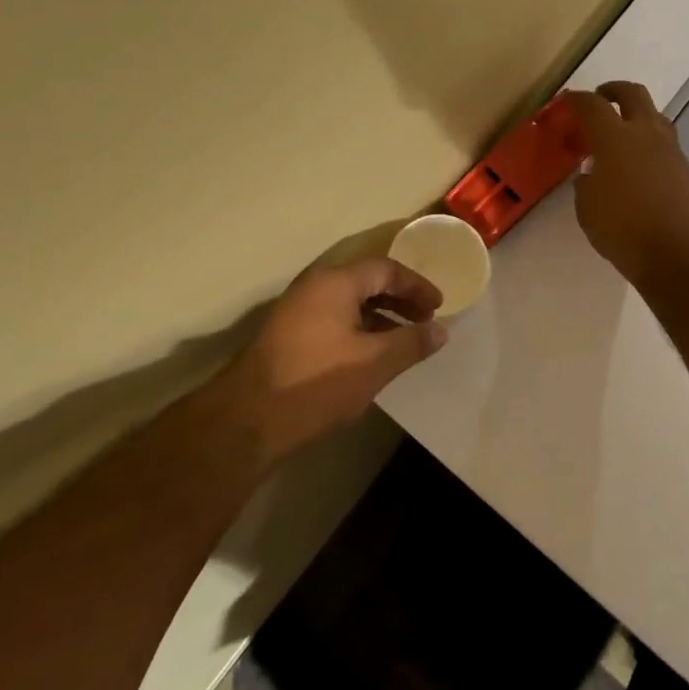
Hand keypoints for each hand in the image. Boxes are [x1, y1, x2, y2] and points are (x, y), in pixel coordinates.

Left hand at [214, 258, 446, 464]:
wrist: (247, 420)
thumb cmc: (317, 382)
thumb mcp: (374, 363)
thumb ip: (412, 342)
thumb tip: (441, 330)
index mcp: (335, 282)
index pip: (386, 269)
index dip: (417, 286)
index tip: (439, 308)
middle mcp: (314, 287)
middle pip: (366, 282)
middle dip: (399, 300)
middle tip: (425, 322)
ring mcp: (297, 311)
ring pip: (349, 303)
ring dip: (380, 318)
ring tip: (403, 342)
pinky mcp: (288, 336)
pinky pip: (334, 320)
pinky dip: (359, 331)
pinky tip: (370, 358)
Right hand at [567, 83, 688, 288]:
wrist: (675, 254)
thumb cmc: (620, 229)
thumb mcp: (586, 207)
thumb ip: (586, 182)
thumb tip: (592, 174)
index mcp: (615, 138)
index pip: (592, 105)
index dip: (577, 99)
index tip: (567, 102)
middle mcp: (646, 134)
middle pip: (633, 93)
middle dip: (614, 90)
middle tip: (601, 98)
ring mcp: (671, 150)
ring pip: (655, 117)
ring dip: (637, 117)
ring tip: (623, 135)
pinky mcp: (687, 169)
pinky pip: (666, 146)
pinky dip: (650, 146)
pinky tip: (641, 168)